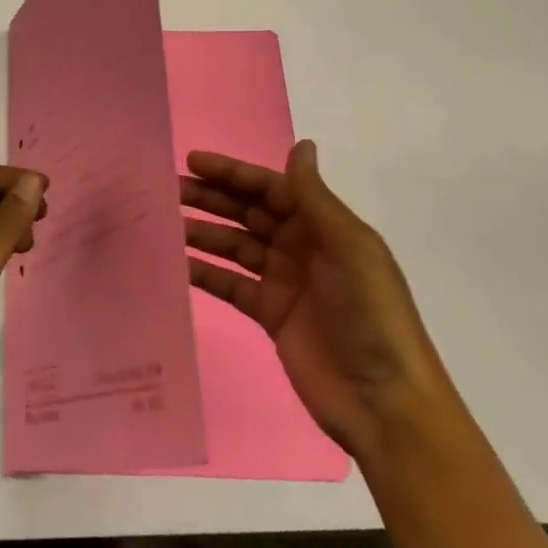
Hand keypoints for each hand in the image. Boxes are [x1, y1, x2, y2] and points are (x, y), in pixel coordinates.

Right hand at [183, 139, 453, 458]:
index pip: (269, 187)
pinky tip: (177, 263)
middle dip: (211, 198)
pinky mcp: (270, 315)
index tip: (192, 161)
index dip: (232, 173)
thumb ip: (315, 198)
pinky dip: (205, 273)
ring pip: (234, 245)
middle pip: (247, 212)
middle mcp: (300, 246)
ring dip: (203, 232)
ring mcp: (283, 281)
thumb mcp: (349, 248)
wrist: (384, 403)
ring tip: (164, 222)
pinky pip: (230, 284)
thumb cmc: (371, 314)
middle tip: (169, 189)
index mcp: (322, 225)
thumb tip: (301, 144)